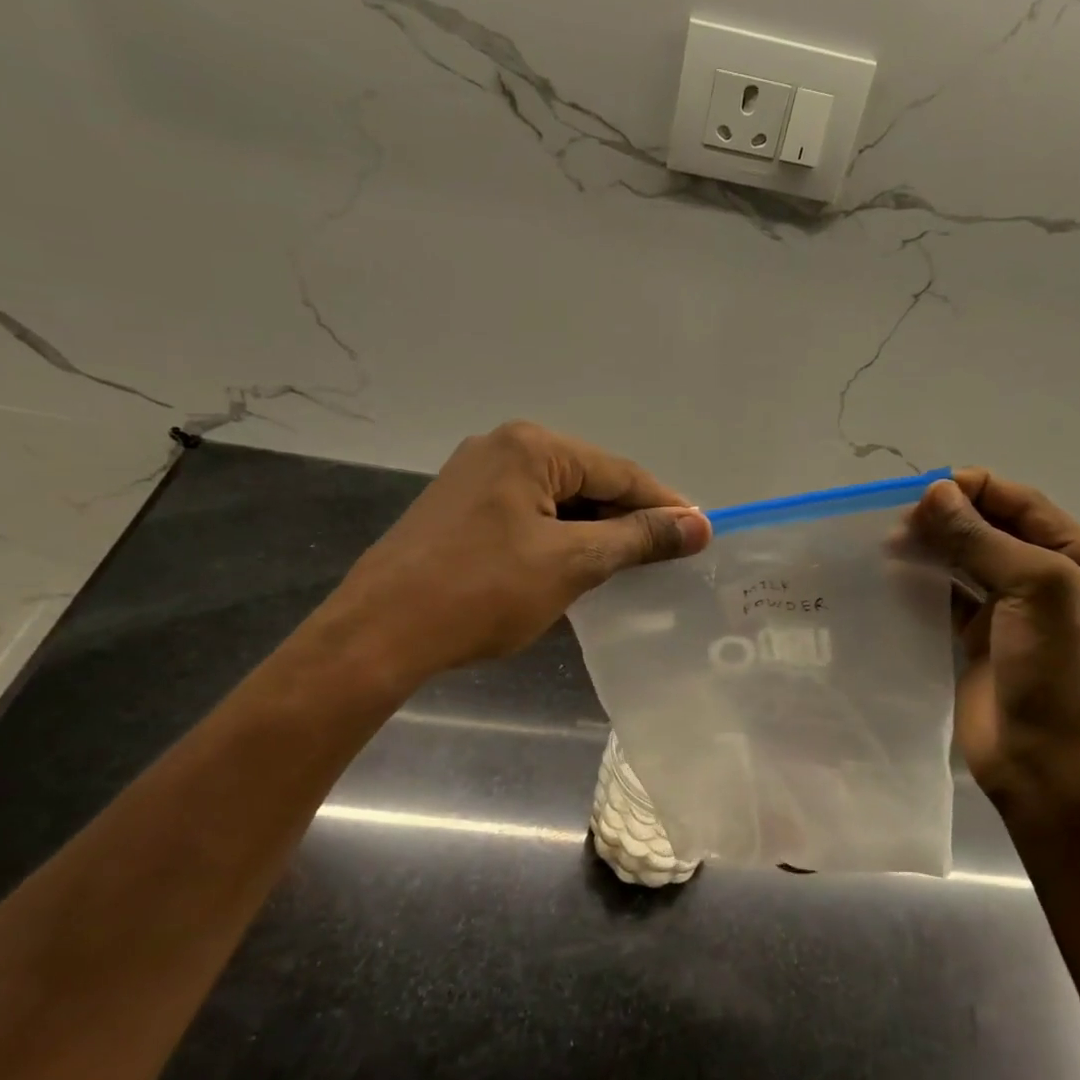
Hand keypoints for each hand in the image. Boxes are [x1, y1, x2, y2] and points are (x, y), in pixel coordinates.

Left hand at [322, 422, 710, 681]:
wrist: (379, 633)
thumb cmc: (483, 592)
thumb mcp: (572, 563)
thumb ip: (638, 538)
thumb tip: (699, 525)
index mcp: (531, 447)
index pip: (620, 472)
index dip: (664, 506)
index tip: (701, 536)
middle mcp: (502, 447)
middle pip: (588, 481)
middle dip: (628, 519)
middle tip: (668, 557)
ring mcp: (474, 476)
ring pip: (558, 500)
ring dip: (595, 532)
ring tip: (630, 567)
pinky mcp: (459, 508)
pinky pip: (528, 514)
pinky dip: (559, 538)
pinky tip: (576, 567)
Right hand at [906, 470, 1079, 820]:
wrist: (1048, 767)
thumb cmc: (1058, 675)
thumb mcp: (1036, 591)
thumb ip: (983, 539)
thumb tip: (934, 492)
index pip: (1023, 503)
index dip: (974, 490)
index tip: (922, 491)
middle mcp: (1055, 577)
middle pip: (993, 528)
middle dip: (948, 517)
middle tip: (897, 520)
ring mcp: (1016, 609)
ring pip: (967, 559)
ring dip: (932, 546)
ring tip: (889, 542)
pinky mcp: (981, 637)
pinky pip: (949, 595)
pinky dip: (924, 580)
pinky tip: (894, 572)